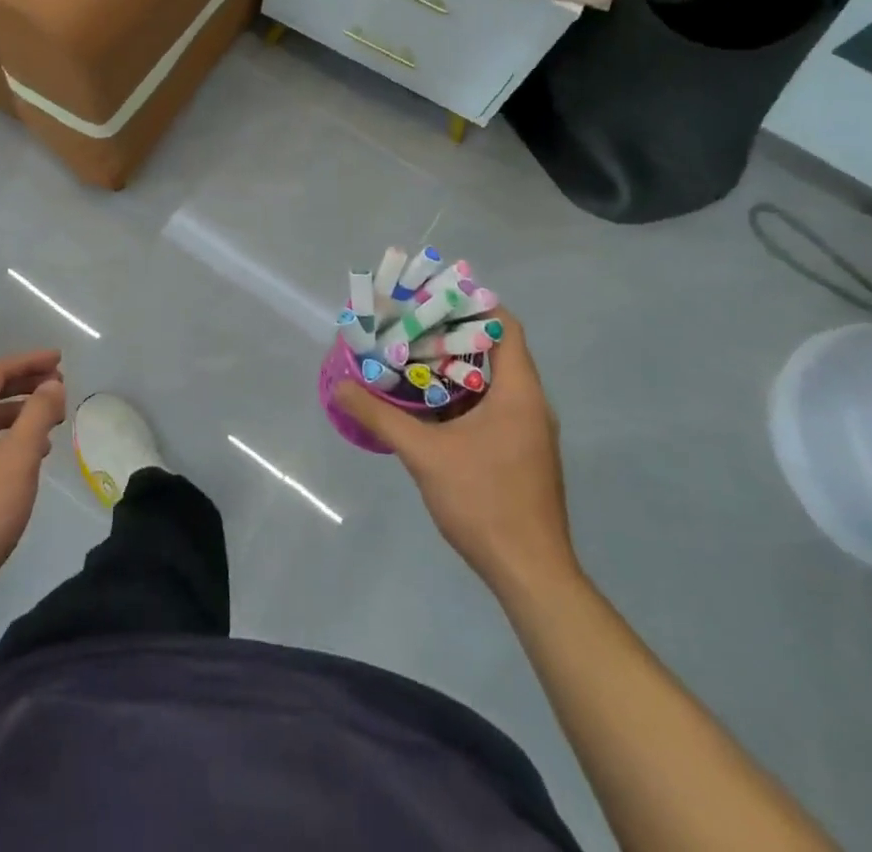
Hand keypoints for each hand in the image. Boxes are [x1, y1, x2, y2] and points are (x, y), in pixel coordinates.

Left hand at [0, 351, 67, 605]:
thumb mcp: (19, 457)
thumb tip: (52, 384)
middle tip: (60, 386)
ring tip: (53, 421)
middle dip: (27, 385)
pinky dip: (10, 437)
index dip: (29, 362)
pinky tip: (32, 455)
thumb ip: (38, 414)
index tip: (60, 360)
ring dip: (21, 413)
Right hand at [333, 311, 581, 601]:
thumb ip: (381, 417)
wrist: (530, 573)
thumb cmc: (484, 501)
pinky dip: (463, 397)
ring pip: (493, 382)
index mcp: (519, 392)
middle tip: (410, 326)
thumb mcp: (424, 454)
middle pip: (495, 350)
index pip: (504, 325)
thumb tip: (340, 387)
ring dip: (455, 368)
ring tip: (412, 359)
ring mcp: (530, 431)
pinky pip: (493, 407)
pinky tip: (428, 406)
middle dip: (452, 335)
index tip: (432, 298)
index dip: (472, 305)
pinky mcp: (522, 453)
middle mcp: (531, 404)